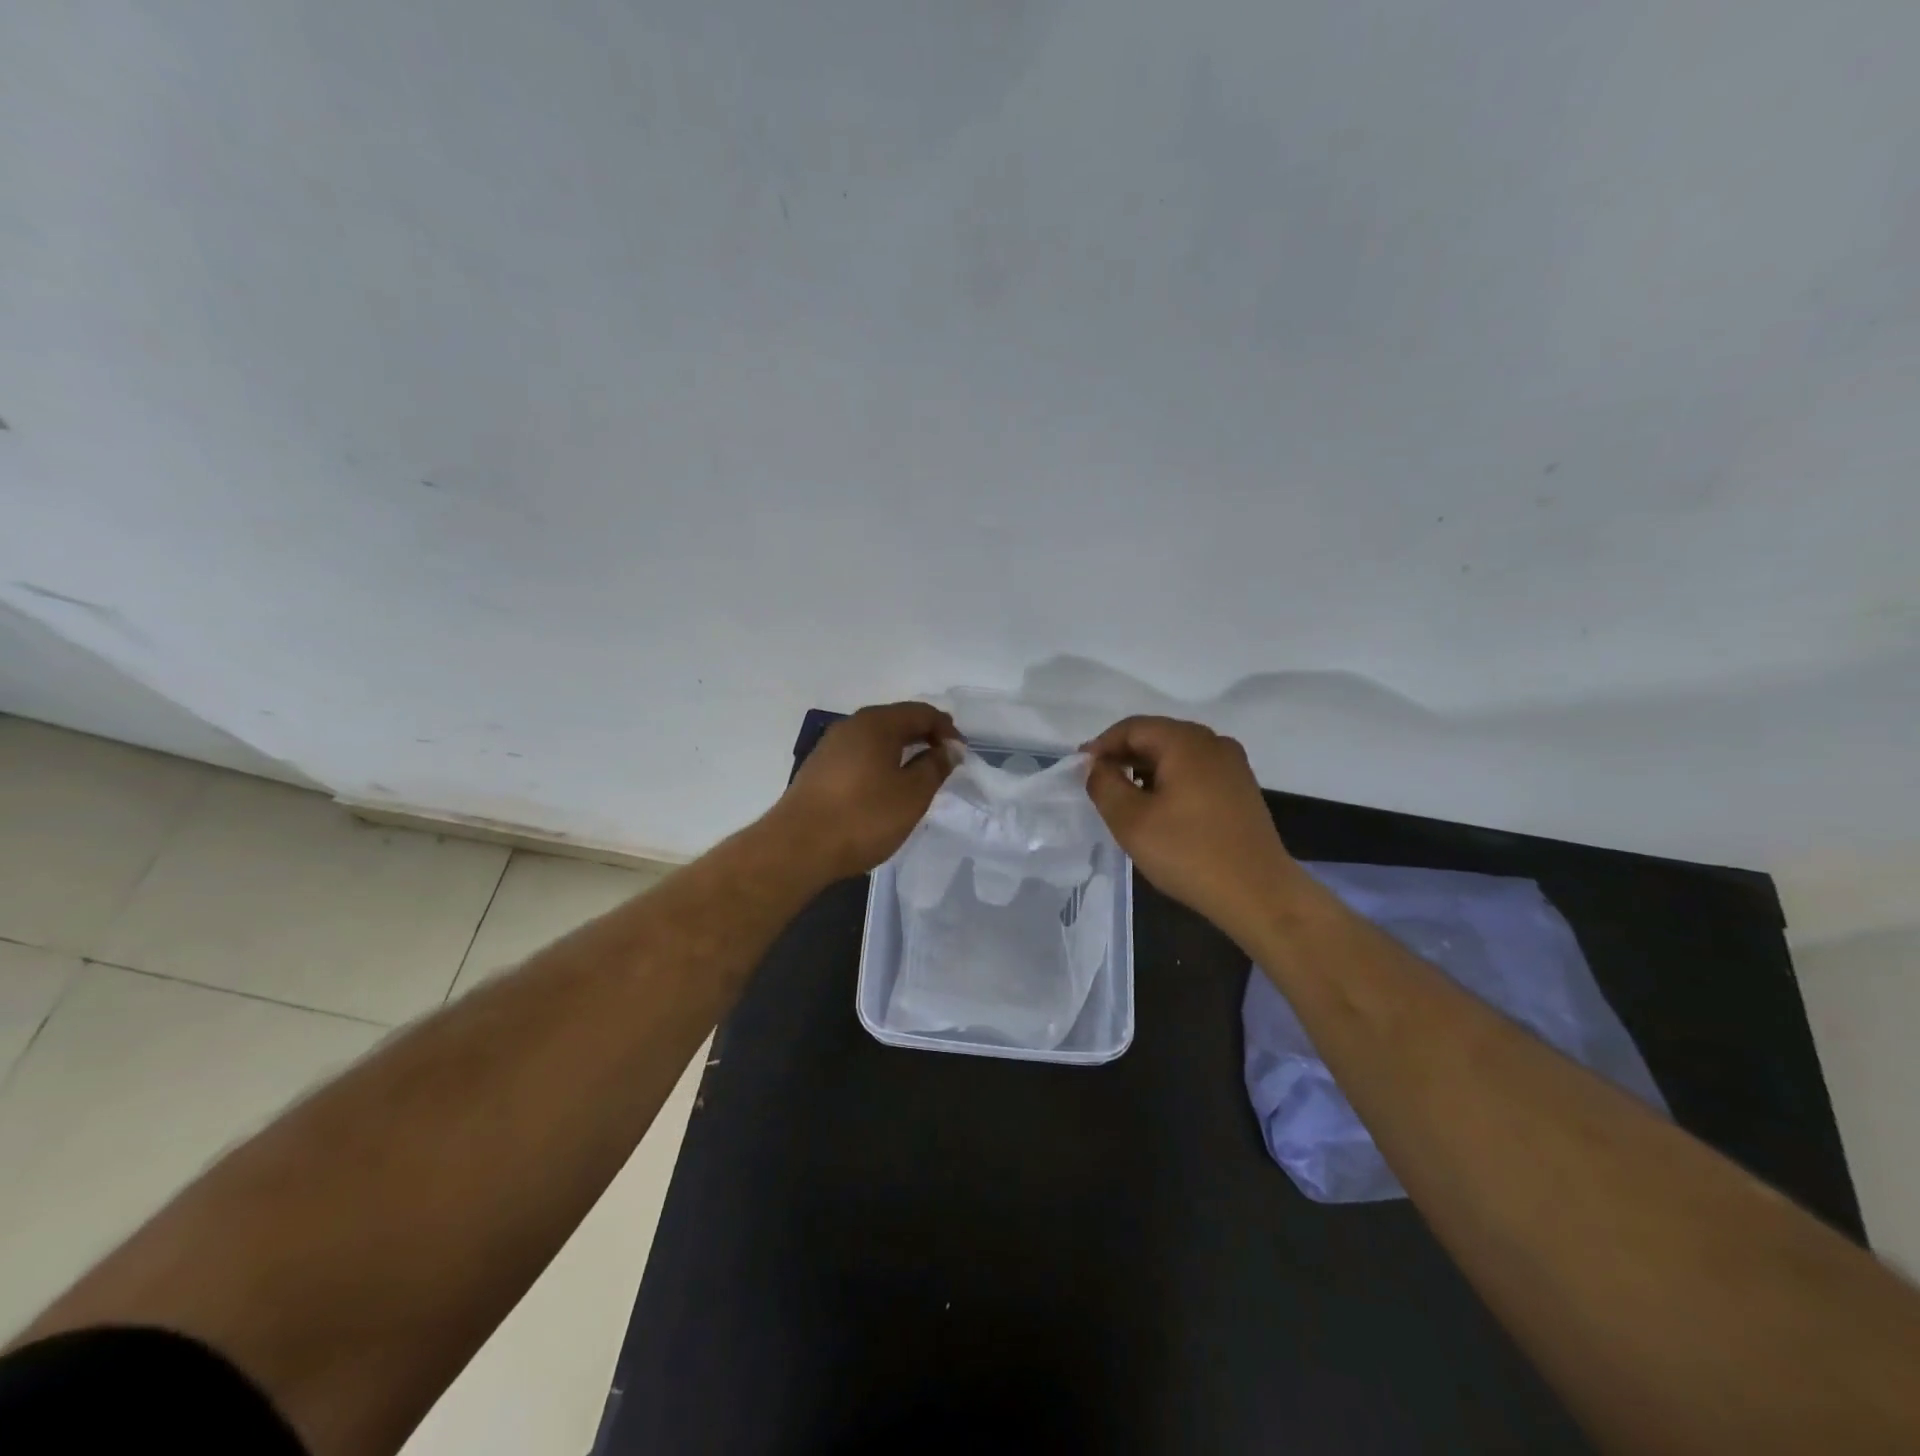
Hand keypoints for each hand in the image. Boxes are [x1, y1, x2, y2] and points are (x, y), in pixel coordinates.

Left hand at [771, 702, 959, 880]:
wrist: (798, 847)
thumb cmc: (863, 817)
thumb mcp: (912, 794)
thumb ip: (935, 766)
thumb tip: (949, 748)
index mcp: (876, 723)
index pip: (921, 712)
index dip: (946, 729)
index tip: (960, 754)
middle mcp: (851, 725)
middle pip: (896, 721)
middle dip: (924, 737)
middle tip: (944, 762)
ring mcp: (830, 746)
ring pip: (875, 739)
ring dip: (901, 751)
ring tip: (918, 776)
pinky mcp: (818, 769)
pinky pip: (859, 755)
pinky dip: (880, 763)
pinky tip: (885, 788)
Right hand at [1082, 716, 1303, 943]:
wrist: (1259, 894)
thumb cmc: (1189, 853)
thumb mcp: (1131, 820)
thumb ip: (1104, 785)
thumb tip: (1096, 766)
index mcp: (1186, 742)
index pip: (1132, 727)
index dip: (1101, 745)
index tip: (1079, 770)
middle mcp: (1213, 743)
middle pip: (1156, 736)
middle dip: (1123, 756)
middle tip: (1098, 783)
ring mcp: (1232, 766)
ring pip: (1176, 755)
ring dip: (1145, 769)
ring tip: (1124, 798)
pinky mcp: (1241, 789)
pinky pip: (1195, 771)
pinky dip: (1170, 781)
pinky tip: (1159, 809)